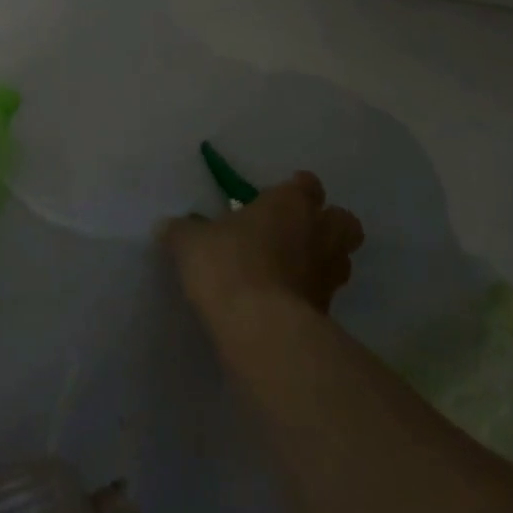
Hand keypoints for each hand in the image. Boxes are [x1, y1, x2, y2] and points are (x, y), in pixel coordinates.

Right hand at [162, 171, 363, 323]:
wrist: (259, 327)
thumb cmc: (228, 264)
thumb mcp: (190, 242)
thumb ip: (183, 231)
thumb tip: (167, 227)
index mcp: (290, 203)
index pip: (307, 184)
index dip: (296, 189)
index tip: (278, 197)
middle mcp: (319, 233)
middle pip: (344, 221)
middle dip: (328, 224)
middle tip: (299, 233)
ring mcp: (329, 275)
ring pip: (342, 260)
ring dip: (325, 261)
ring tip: (293, 270)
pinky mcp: (328, 314)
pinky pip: (325, 296)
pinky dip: (310, 296)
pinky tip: (284, 302)